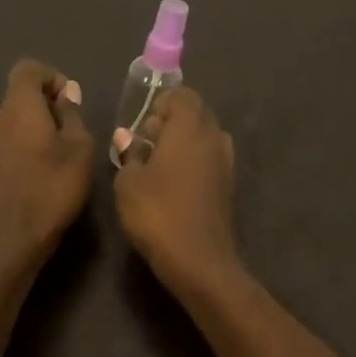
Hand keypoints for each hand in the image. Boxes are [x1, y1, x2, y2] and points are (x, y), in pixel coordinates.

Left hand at [0, 59, 93, 277]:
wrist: (8, 241)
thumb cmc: (51, 190)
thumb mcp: (79, 151)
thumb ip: (72, 116)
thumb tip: (66, 94)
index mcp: (17, 107)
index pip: (28, 69)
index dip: (52, 77)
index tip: (70, 102)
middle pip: (20, 97)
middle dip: (46, 107)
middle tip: (72, 135)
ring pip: (13, 123)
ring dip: (35, 131)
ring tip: (58, 159)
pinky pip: (6, 144)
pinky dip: (24, 149)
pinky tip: (40, 176)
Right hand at [114, 86, 242, 293]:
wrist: (199, 260)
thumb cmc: (158, 214)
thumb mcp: (129, 183)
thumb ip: (129, 154)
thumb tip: (126, 136)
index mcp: (190, 129)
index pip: (184, 96)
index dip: (163, 103)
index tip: (144, 123)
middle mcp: (213, 138)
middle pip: (197, 114)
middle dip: (173, 121)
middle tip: (147, 141)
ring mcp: (226, 163)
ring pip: (206, 137)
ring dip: (184, 142)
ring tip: (158, 163)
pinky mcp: (229, 186)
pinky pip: (211, 159)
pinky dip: (195, 161)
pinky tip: (174, 183)